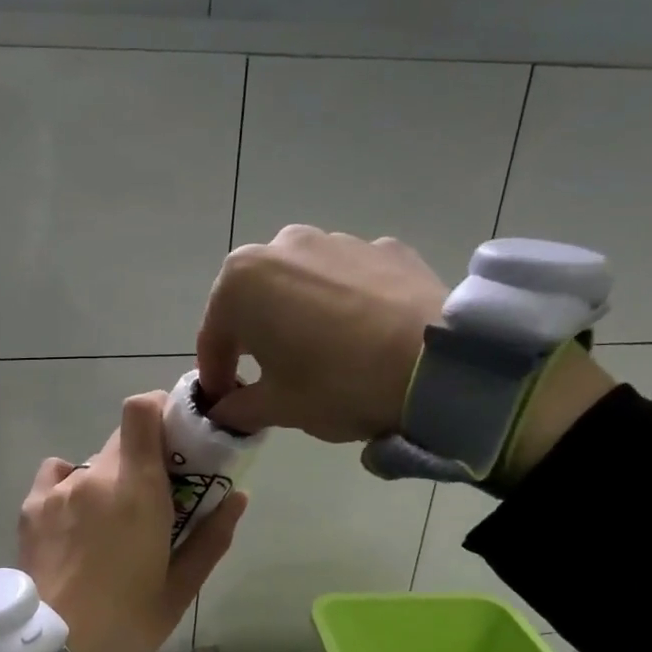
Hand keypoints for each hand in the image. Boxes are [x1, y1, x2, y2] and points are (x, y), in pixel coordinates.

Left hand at [18, 393, 246, 651]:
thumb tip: (238, 496)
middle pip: (122, 440)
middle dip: (143, 458)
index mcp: (138, 488)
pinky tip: (74, 521)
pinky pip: (57, 476)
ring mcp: (59, 489)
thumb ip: (212, 536)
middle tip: (153, 498)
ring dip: (108, 482)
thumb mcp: (181, 587)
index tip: (176, 435)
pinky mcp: (31, 506)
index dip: (159, 409)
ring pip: (92, 465)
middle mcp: (96, 475)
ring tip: (109, 528)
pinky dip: (70, 488)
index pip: (142, 410)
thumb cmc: (125, 621)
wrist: (51, 650)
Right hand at [196, 226, 448, 440]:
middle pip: (254, 301)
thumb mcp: (278, 407)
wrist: (437, 366)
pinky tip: (362, 334)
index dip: (216, 374)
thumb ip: (238, 408)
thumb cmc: (337, 384)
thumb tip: (224, 410)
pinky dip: (344, 302)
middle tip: (269, 375)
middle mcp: (282, 246)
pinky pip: (347, 279)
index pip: (213, 336)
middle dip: (255, 337)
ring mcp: (336, 241)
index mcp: (242, 282)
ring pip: (300, 284)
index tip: (224, 403)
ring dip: (298, 314)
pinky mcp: (382, 248)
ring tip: (322, 352)